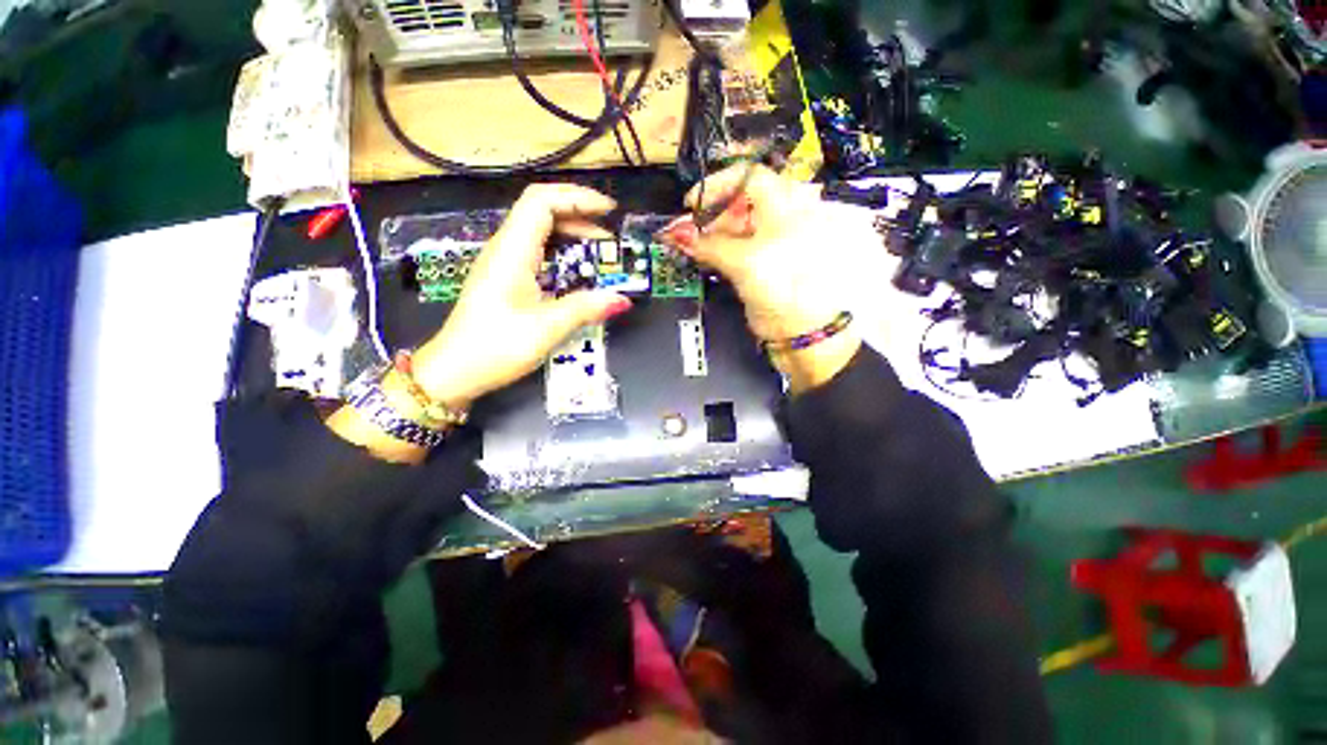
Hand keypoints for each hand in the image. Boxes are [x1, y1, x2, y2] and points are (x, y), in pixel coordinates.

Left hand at [329, 184, 630, 462]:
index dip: (577, 198)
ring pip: (539, 230)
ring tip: (600, 248)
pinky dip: (562, 251)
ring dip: (572, 232)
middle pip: (541, 210)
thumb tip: (623, 300)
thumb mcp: (545, 329)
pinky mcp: (505, 278)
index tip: (609, 211)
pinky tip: (577, 268)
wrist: (453, 372)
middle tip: (610, 234)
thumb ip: (585, 309)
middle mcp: (505, 248)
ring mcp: (503, 263)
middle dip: (579, 214)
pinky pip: (537, 251)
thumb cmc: (494, 347)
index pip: (541, 201)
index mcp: (512, 251)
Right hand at [657, 166, 859, 392]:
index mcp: (787, 206)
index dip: (717, 186)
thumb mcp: (745, 263)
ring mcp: (775, 242)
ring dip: (714, 234)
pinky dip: (721, 249)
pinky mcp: (767, 262)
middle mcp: (783, 217)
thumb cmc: (784, 290)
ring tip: (695, 248)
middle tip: (689, 234)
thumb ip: (709, 246)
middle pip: (740, 203)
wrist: (805, 332)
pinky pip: (740, 246)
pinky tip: (707, 257)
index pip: (748, 177)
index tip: (691, 204)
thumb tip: (676, 234)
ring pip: (739, 226)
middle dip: (711, 216)